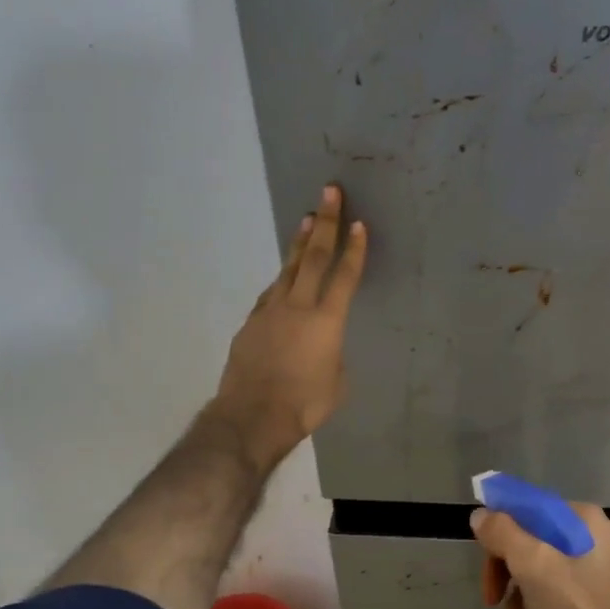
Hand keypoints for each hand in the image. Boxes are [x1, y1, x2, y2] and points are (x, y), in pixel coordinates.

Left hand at [210, 184, 367, 471]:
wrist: (252, 416)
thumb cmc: (304, 404)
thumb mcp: (337, 383)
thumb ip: (334, 355)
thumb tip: (325, 347)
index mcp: (327, 321)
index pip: (345, 276)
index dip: (354, 250)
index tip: (359, 223)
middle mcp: (298, 306)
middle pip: (313, 256)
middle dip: (324, 223)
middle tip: (329, 192)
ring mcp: (270, 312)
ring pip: (288, 269)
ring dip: (299, 243)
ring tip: (306, 220)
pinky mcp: (251, 323)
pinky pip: (271, 294)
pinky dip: (282, 279)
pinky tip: (284, 277)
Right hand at [471, 503, 609, 608]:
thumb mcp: (534, 566)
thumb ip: (503, 533)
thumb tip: (481, 515)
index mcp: (582, 518)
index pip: (527, 509)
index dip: (498, 532)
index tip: (485, 563)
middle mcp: (595, 535)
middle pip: (534, 541)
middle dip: (508, 572)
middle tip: (492, 601)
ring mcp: (604, 567)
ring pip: (545, 569)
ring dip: (521, 597)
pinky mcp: (606, 597)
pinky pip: (562, 592)